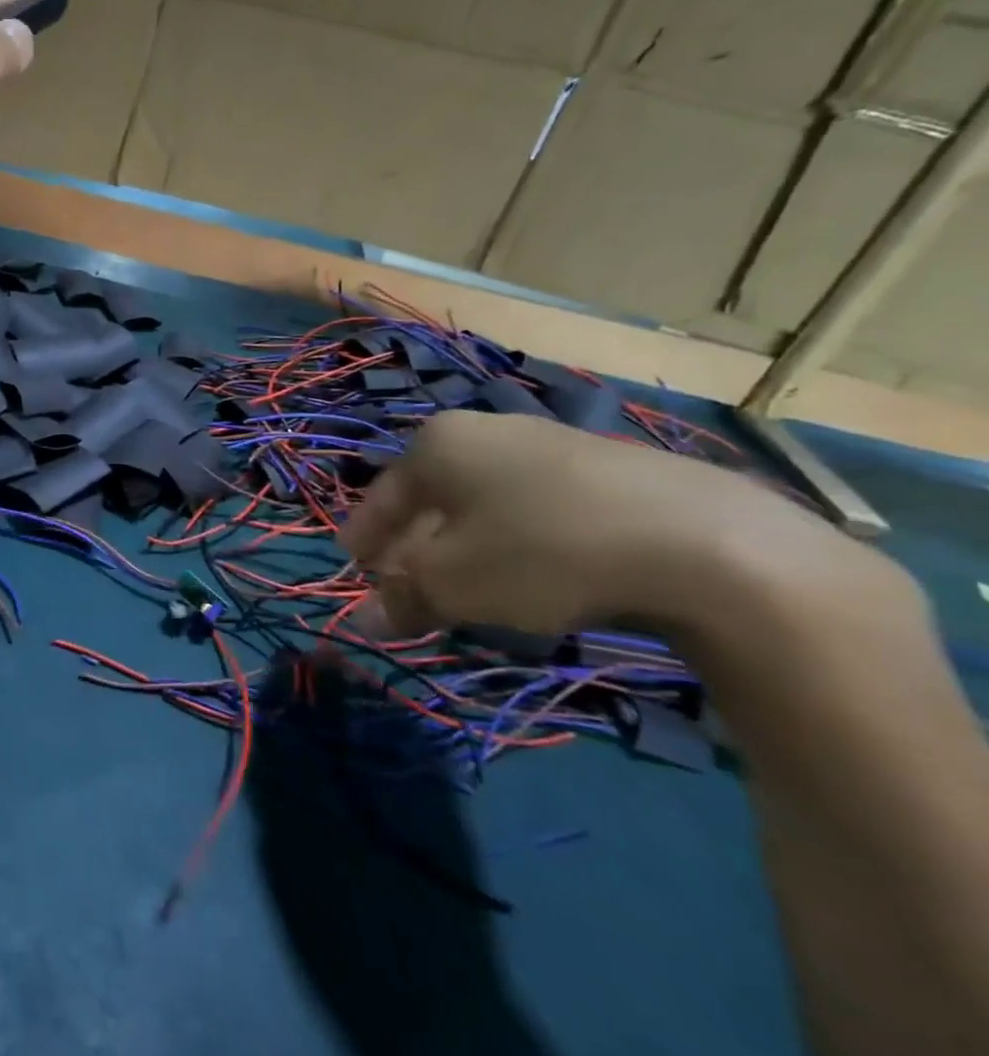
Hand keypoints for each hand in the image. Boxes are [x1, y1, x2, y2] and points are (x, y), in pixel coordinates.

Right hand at [341, 410, 907, 651]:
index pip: (382, 496)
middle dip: (414, 546)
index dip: (365, 537)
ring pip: (485, 504)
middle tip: (406, 589)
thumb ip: (402, 598)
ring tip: (466, 591)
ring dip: (465, 547)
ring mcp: (550, 446)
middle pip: (433, 498)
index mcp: (438, 444)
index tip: (354, 569)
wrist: (702, 541)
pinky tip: (533, 578)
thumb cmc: (540, 549)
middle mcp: (487, 432)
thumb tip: (361, 623)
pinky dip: (517, 542)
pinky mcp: (608, 471)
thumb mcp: (455, 584)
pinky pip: (536, 509)